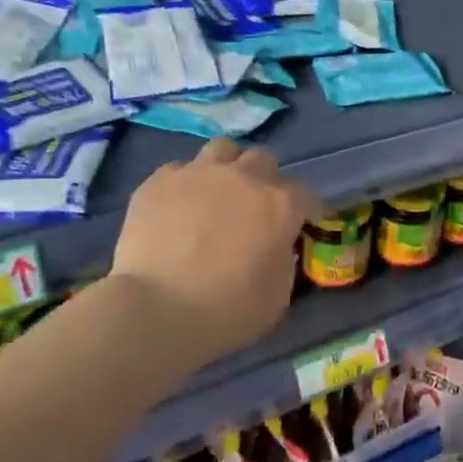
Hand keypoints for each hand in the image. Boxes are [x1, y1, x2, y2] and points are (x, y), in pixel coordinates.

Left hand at [110, 138, 321, 365]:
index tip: (302, 224)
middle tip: (255, 207)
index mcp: (279, 205)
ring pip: (222, 150)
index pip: (305, 194)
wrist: (156, 309)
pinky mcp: (159, 181)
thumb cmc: (226, 311)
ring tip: (218, 193)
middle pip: (263, 160)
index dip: (306, 210)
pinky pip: (180, 170)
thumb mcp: (277, 296)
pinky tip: (178, 207)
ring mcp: (198, 174)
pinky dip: (186, 185)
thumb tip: (276, 247)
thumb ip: (283, 261)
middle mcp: (243, 178)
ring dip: (227, 168)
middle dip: (265, 180)